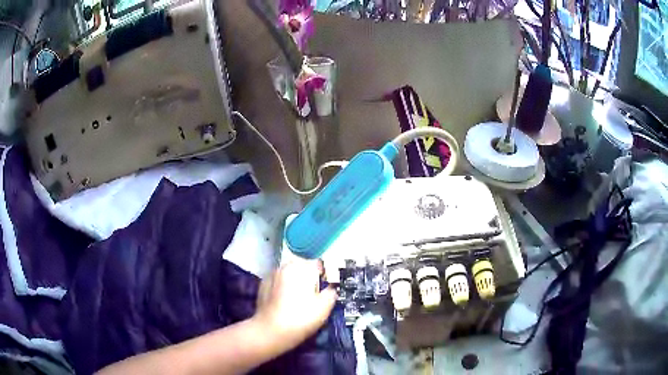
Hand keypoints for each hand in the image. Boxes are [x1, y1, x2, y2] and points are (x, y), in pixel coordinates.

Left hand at [252, 259, 336, 352]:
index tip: (328, 286)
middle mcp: (283, 267)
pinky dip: (284, 290)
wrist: (270, 332)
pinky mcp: (262, 287)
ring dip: (296, 283)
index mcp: (299, 268)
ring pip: (289, 276)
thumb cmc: (300, 318)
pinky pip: (278, 284)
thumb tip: (331, 288)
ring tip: (300, 301)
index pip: (318, 263)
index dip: (326, 274)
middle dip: (309, 278)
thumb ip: (331, 292)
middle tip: (315, 295)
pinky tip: (286, 304)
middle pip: (302, 268)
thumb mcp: (324, 307)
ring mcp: (270, 276)